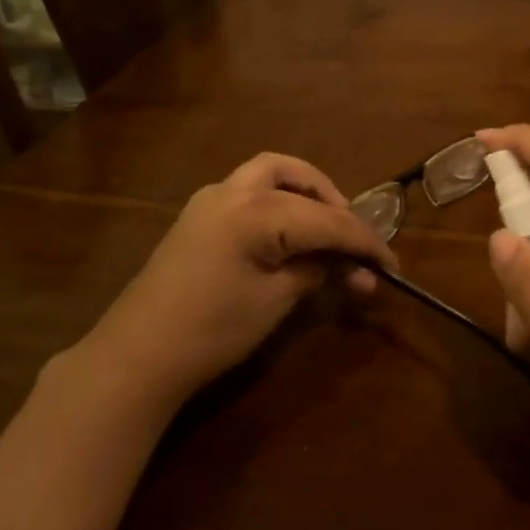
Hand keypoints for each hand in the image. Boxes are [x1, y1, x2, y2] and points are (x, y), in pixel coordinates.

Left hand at [78, 153, 395, 408]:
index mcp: (257, 212)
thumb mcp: (276, 299)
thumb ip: (317, 270)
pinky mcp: (199, 216)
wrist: (137, 356)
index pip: (328, 220)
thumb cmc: (212, 330)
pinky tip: (288, 230)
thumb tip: (349, 265)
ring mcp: (211, 199)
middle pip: (299, 180)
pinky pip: (250, 189)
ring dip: (305, 190)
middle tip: (353, 238)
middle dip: (334, 204)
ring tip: (325, 223)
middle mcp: (234, 191)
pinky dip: (279, 198)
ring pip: (271, 172)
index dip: (365, 242)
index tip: (392, 265)